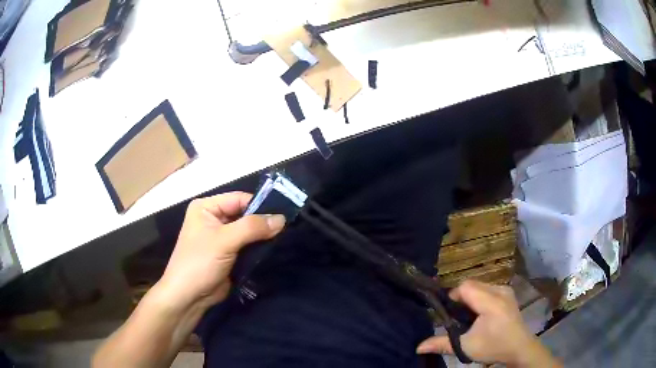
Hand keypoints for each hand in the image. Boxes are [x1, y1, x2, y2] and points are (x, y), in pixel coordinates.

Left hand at [156, 192, 285, 310]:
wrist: (189, 296)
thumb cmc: (200, 262)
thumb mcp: (224, 241)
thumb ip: (252, 227)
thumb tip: (282, 219)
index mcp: (206, 207)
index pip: (239, 199)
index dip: (260, 205)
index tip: (284, 214)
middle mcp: (214, 219)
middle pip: (245, 214)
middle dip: (263, 221)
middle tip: (287, 227)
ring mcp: (222, 237)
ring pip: (248, 231)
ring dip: (263, 236)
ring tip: (285, 238)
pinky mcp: (229, 254)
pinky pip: (248, 245)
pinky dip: (259, 247)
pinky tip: (274, 249)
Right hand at [417, 280, 560, 367]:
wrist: (519, 347)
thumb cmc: (494, 347)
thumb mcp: (466, 347)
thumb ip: (442, 344)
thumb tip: (418, 347)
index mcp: (491, 302)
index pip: (466, 287)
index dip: (453, 296)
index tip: (449, 313)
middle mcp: (500, 290)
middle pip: (472, 284)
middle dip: (461, 298)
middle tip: (457, 317)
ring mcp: (506, 290)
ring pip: (480, 285)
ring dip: (470, 297)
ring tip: (468, 316)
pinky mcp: (508, 293)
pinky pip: (488, 288)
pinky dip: (480, 297)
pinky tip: (481, 313)